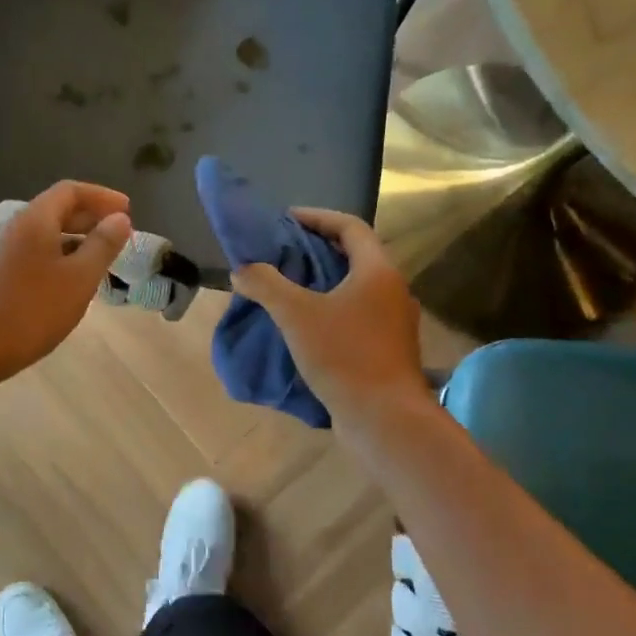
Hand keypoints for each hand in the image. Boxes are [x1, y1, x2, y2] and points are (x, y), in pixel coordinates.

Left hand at [0, 181, 132, 385]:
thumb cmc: (30, 311)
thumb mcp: (78, 279)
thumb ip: (102, 246)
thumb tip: (120, 218)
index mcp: (35, 220)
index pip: (70, 191)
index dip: (101, 196)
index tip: (128, 210)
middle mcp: (14, 229)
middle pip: (55, 211)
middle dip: (89, 218)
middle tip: (117, 234)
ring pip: (44, 237)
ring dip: (74, 241)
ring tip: (98, 261)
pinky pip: (32, 257)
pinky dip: (57, 260)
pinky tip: (67, 286)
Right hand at [229, 208, 432, 437]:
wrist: (385, 418)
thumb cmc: (344, 356)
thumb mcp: (296, 315)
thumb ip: (266, 285)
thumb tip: (242, 270)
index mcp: (377, 271)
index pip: (349, 227)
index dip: (316, 217)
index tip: (285, 219)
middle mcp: (392, 290)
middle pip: (354, 255)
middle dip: (316, 250)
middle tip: (280, 252)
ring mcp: (394, 322)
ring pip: (355, 288)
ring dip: (322, 282)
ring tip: (286, 288)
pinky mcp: (388, 349)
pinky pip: (356, 315)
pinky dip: (330, 309)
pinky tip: (304, 327)